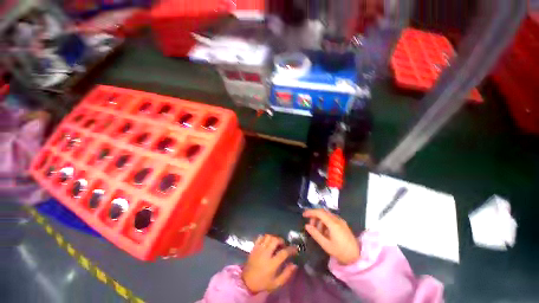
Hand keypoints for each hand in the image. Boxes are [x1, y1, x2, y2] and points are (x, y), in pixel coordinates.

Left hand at [242, 235, 297, 293]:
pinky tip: (268, 242)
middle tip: (284, 245)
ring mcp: (259, 249)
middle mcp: (265, 254)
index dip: (291, 249)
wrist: (246, 282)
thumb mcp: (276, 283)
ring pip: (268, 237)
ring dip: (274, 238)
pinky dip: (265, 237)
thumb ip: (286, 274)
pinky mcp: (254, 247)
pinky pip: (260, 237)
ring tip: (276, 243)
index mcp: (272, 264)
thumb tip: (294, 265)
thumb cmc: (263, 283)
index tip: (295, 249)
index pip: (284, 252)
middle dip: (281, 240)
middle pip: (275, 240)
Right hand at [303, 209, 359, 264]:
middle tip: (311, 226)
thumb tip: (307, 226)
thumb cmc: (341, 252)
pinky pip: (331, 219)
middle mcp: (337, 219)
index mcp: (333, 224)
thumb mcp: (326, 245)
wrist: (357, 257)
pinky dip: (325, 222)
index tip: (303, 215)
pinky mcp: (343, 224)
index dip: (310, 212)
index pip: (320, 213)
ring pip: (327, 215)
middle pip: (323, 212)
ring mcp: (341, 221)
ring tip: (318, 231)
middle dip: (315, 217)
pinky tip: (325, 232)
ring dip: (320, 220)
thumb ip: (315, 234)